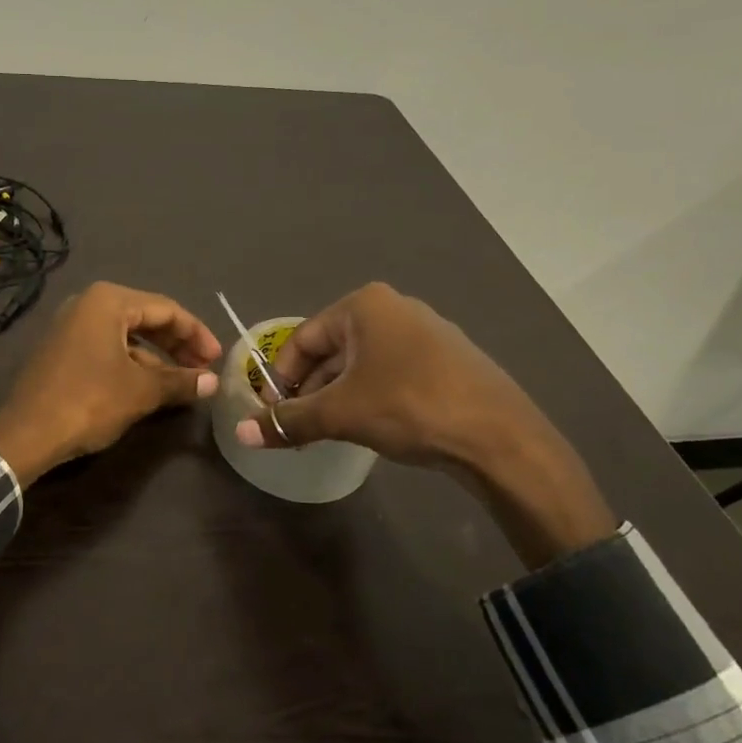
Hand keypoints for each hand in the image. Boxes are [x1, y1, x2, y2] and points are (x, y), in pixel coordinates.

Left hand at [0, 282, 221, 485]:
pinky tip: (149, 387)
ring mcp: (71, 326)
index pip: (166, 309)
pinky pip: (107, 347)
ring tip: (182, 382)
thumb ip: (179, 381)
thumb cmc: (89, 401)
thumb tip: (212, 383)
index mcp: (108, 301)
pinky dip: (132, 363)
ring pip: (127, 335)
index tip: (217, 359)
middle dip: (177, 345)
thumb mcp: (141, 391)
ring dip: (156, 357)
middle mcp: (88, 304)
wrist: (26, 434)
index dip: (196, 334)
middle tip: (203, 369)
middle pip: (146, 318)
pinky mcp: (62, 350)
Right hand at [234, 282, 615, 564]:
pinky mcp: (446, 359)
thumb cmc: (409, 407)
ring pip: (361, 364)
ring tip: (328, 432)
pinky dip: (370, 396)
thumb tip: (242, 433)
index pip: (302, 340)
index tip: (272, 413)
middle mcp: (394, 308)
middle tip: (297, 427)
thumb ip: (289, 420)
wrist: (499, 436)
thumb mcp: (340, 414)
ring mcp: (425, 332)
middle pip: (332, 351)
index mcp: (364, 306)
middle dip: (310, 390)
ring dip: (338, 396)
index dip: (281, 378)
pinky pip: (391, 373)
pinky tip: (370, 427)